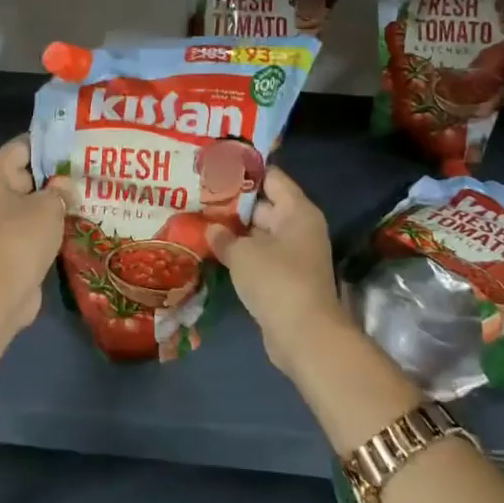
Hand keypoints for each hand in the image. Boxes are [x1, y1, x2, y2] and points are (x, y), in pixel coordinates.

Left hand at [0, 136, 70, 330]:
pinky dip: (49, 229)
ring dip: (54, 206)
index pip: (21, 147)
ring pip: (30, 205)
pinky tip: (75, 227)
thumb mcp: (48, 205)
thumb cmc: (20, 237)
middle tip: (88, 174)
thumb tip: (64, 187)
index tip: (76, 147)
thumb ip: (60, 189)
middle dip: (56, 177)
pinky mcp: (6, 249)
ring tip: (87, 200)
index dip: (49, 145)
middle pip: (26, 176)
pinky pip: (30, 229)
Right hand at [208, 167, 348, 373]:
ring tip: (199, 218)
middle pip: (264, 204)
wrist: (304, 336)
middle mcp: (299, 228)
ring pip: (259, 233)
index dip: (244, 170)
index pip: (271, 177)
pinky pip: (259, 256)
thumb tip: (211, 229)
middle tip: (199, 193)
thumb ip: (223, 236)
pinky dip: (240, 253)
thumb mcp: (242, 253)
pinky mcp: (285, 279)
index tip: (216, 166)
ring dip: (233, 230)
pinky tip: (211, 249)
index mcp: (297, 211)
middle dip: (232, 202)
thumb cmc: (276, 280)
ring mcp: (294, 255)